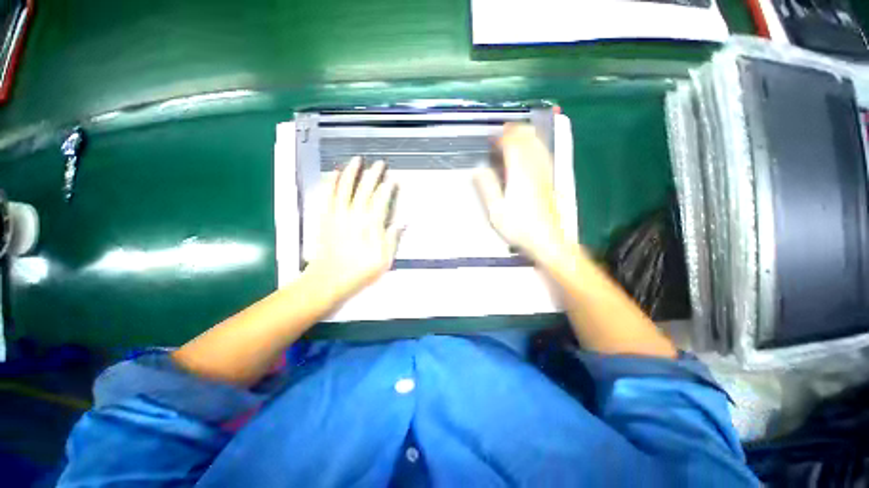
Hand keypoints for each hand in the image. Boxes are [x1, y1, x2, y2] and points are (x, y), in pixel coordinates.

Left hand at [305, 157, 400, 305]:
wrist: (328, 280)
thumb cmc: (358, 272)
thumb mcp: (383, 261)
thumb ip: (392, 239)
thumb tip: (401, 223)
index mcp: (370, 226)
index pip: (381, 201)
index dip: (388, 189)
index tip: (393, 180)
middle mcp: (354, 216)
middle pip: (365, 190)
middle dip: (373, 175)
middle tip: (379, 163)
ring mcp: (338, 215)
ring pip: (345, 188)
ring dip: (351, 173)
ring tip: (357, 160)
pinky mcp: (325, 218)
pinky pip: (327, 196)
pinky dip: (330, 183)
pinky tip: (333, 174)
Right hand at [474, 123, 567, 262]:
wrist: (547, 239)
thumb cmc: (519, 227)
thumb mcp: (496, 210)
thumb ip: (488, 187)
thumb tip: (479, 170)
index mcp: (519, 173)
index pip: (512, 144)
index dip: (501, 137)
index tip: (491, 139)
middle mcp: (534, 168)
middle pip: (527, 138)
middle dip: (514, 131)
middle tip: (501, 134)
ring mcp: (545, 172)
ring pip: (537, 144)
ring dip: (525, 136)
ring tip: (514, 137)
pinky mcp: (550, 179)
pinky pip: (543, 154)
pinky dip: (534, 146)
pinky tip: (530, 151)